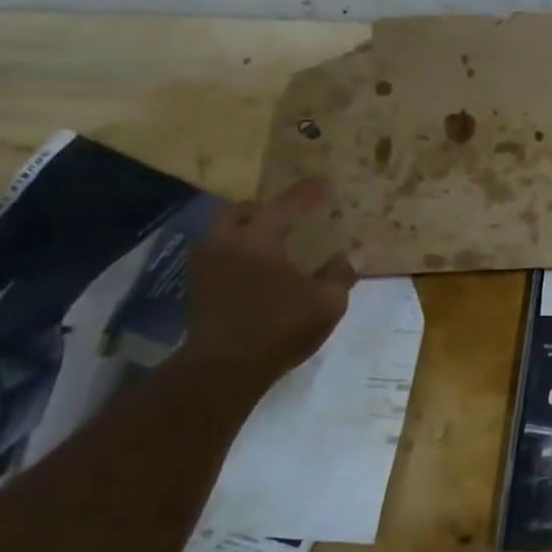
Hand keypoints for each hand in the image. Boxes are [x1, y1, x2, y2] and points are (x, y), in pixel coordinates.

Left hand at [182, 179, 357, 381]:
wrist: (223, 368)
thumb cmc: (279, 328)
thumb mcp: (326, 303)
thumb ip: (340, 275)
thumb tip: (353, 255)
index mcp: (258, 239)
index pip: (287, 206)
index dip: (308, 194)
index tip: (325, 182)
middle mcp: (226, 242)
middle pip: (243, 211)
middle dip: (267, 207)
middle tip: (289, 215)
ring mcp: (205, 264)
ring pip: (224, 231)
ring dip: (247, 229)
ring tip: (271, 240)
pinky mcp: (197, 287)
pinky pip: (218, 253)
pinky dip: (237, 251)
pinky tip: (254, 267)